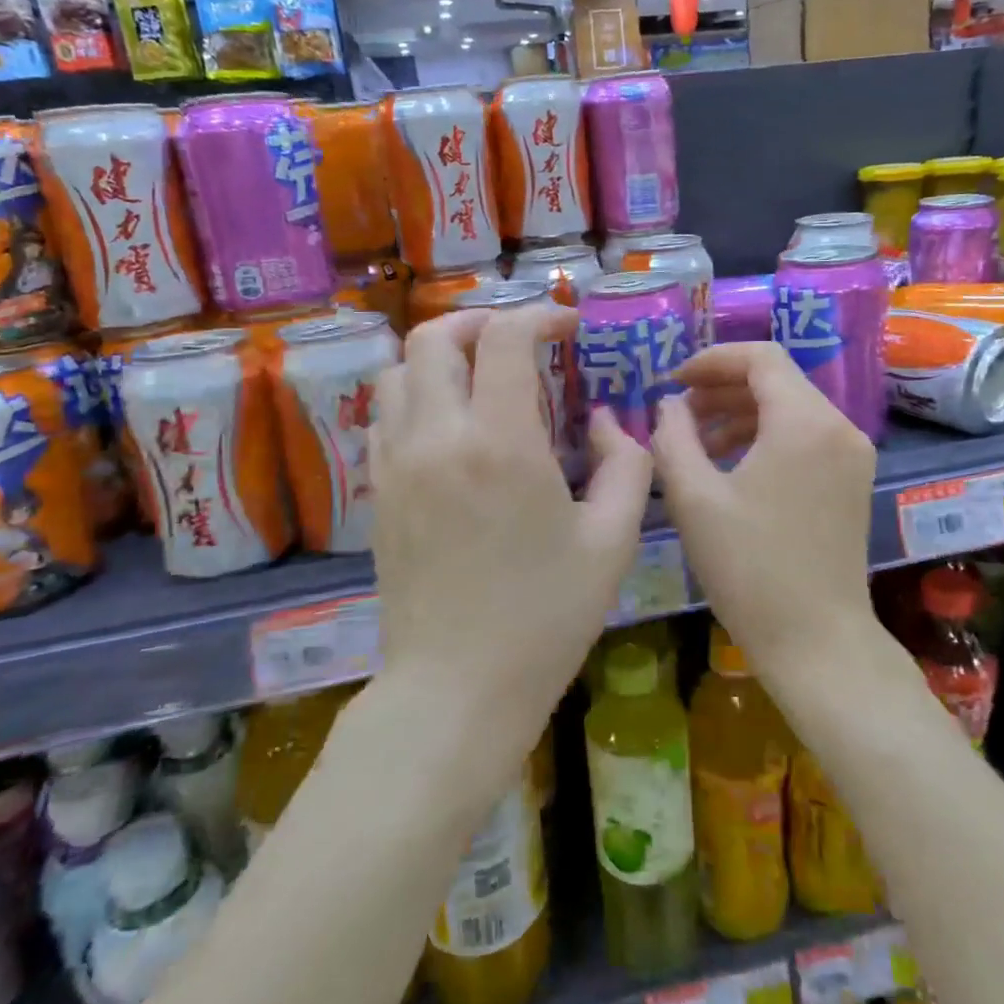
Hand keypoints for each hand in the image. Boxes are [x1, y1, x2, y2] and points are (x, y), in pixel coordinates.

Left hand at [369, 306, 653, 761]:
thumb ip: (625, 464)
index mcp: (501, 442)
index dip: (539, 315)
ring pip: (397, 371)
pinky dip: (414, 397)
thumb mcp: (612, 542)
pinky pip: (384, 416)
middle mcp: (438, 437)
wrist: (456, 689)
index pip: (505, 338)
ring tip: (479, 377)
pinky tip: (448, 426)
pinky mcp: (378, 492)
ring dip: (439, 357)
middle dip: (479, 321)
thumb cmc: (545, 619)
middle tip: (517, 341)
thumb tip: (605, 421)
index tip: (567, 327)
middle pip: (433, 337)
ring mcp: (397, 463)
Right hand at [651, 343, 876, 670]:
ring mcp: (852, 454)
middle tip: (677, 413)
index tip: (672, 382)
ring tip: (695, 440)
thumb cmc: (750, 569)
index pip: (760, 357)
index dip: (711, 360)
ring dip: (741, 413)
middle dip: (722, 388)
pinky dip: (766, 436)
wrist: (817, 641)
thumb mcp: (694, 498)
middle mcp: (839, 426)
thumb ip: (673, 437)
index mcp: (804, 421)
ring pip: (791, 408)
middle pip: (777, 380)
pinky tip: (731, 464)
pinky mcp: (852, 480)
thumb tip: (668, 405)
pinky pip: (805, 437)